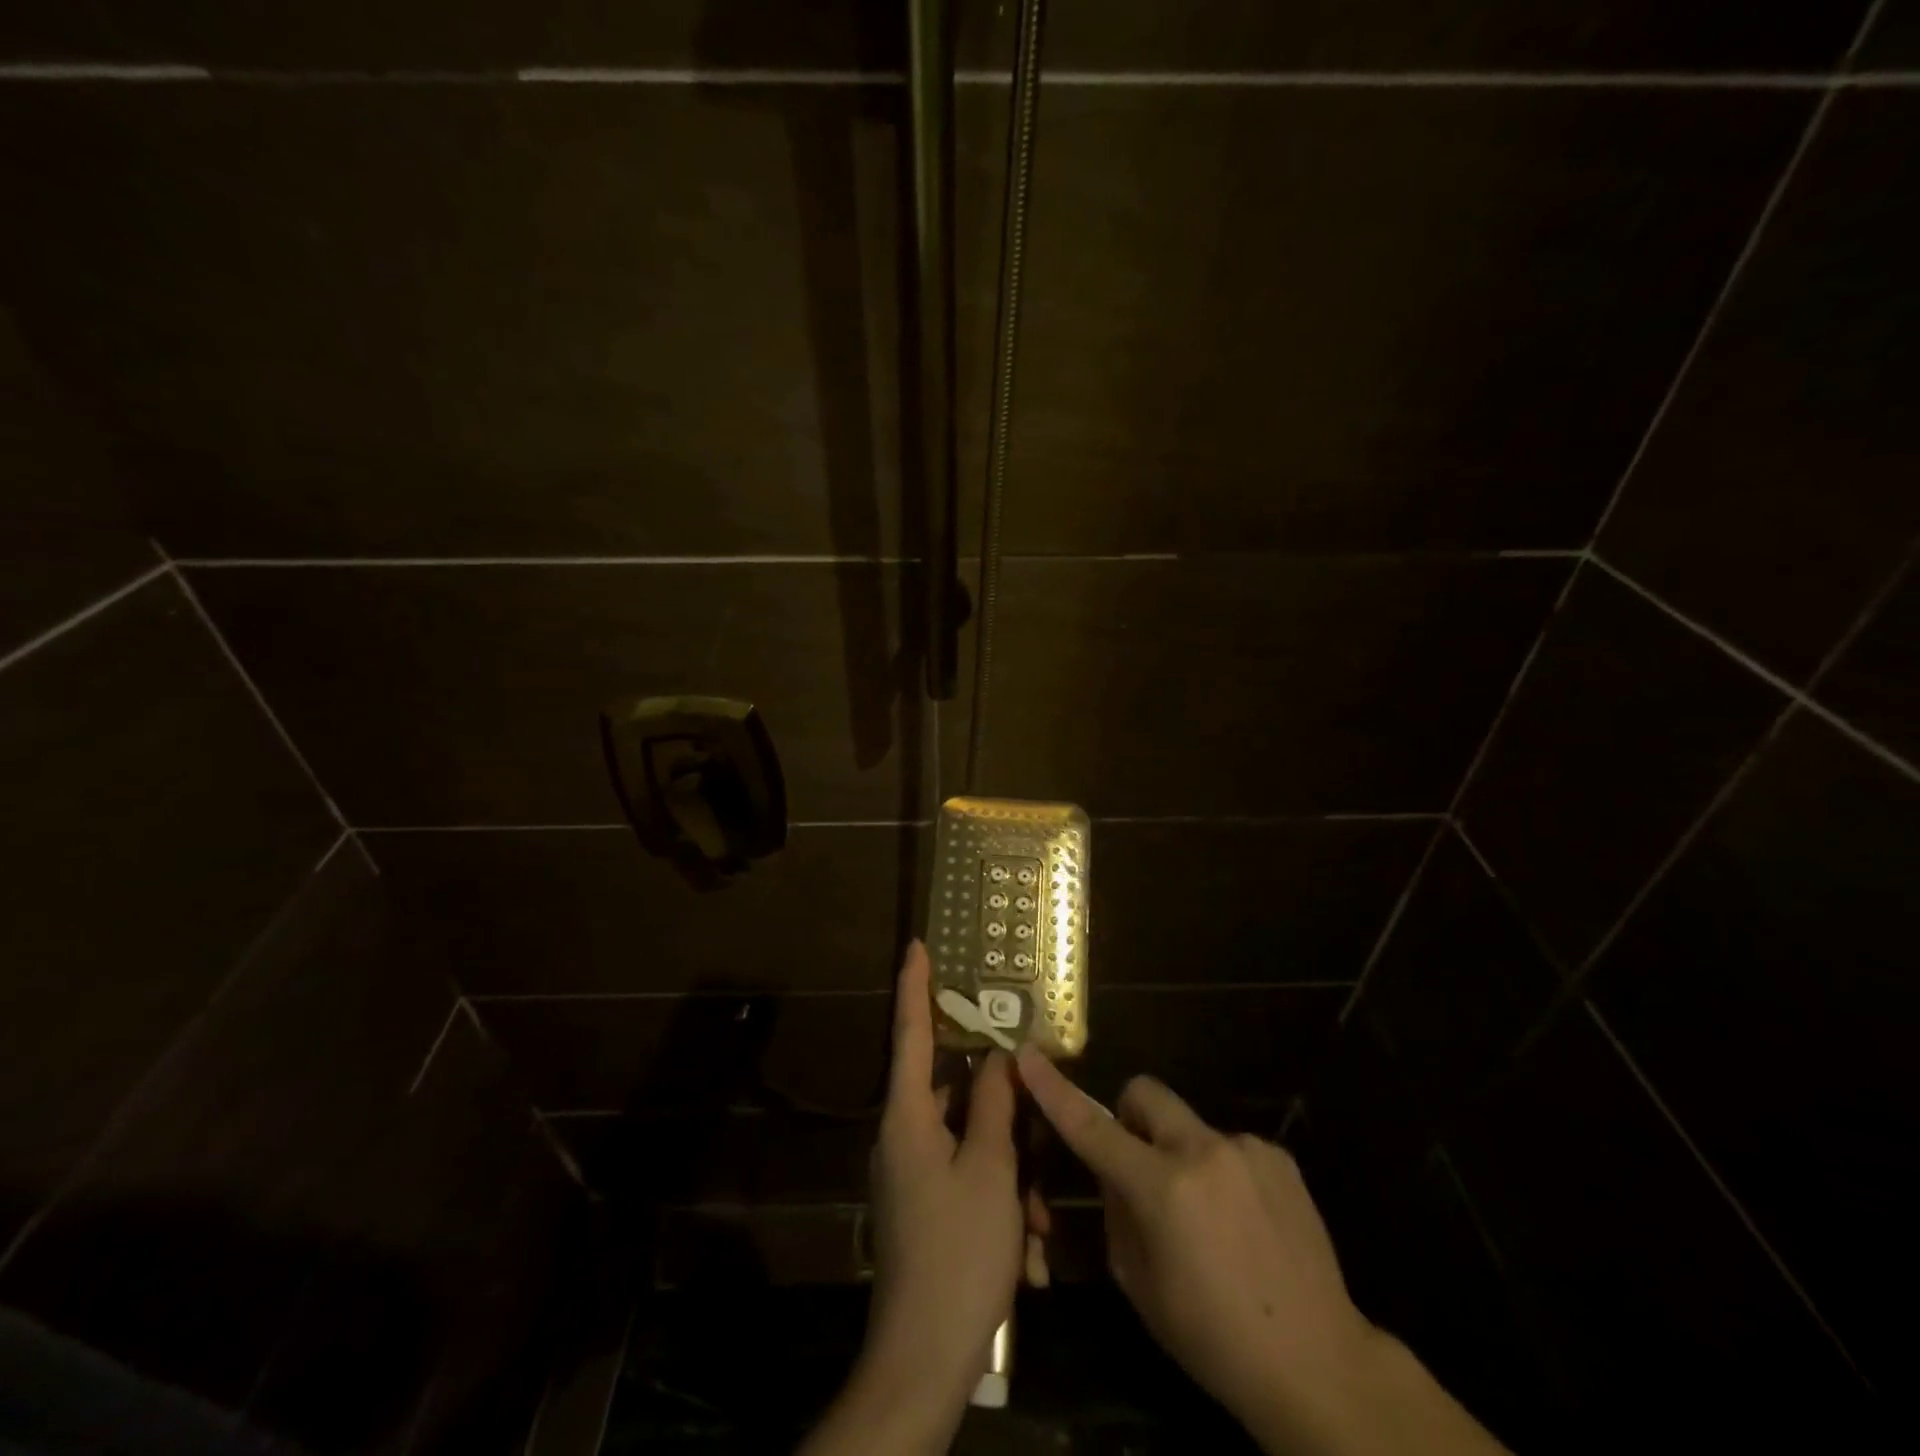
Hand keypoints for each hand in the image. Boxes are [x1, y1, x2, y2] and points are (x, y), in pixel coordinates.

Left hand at [804, 943, 1023, 1453]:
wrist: (923, 1360)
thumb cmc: (958, 1252)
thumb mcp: (990, 1171)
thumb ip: (994, 1106)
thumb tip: (997, 1058)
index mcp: (908, 1117)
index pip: (910, 1032)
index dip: (915, 986)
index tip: (918, 945)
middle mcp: (903, 1137)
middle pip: (955, 1094)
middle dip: (1004, 1114)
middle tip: (1038, 1131)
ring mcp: (913, 1174)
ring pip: (972, 1143)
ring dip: (1012, 1173)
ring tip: (1039, 1225)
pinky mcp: (925, 1206)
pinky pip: (968, 1179)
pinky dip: (1001, 1201)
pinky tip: (1028, 1251)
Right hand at [1017, 1049, 1372, 1435]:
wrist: (1320, 1365)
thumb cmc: (1212, 1338)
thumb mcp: (1140, 1283)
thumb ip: (1116, 1210)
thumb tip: (1112, 1170)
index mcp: (1161, 1188)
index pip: (1091, 1127)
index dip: (1054, 1090)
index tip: (1027, 1055)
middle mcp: (1202, 1151)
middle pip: (1145, 1093)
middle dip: (1130, 1118)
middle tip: (1140, 1167)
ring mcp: (1246, 1148)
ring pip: (1189, 1126)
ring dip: (1182, 1155)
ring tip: (1209, 1219)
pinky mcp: (1278, 1157)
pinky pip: (1229, 1147)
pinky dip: (1221, 1172)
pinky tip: (1244, 1223)